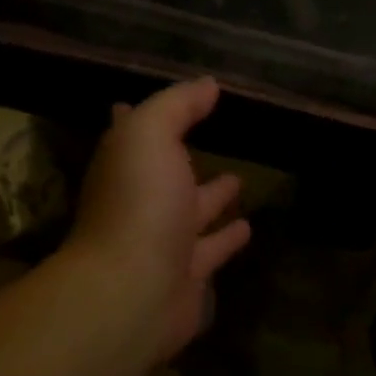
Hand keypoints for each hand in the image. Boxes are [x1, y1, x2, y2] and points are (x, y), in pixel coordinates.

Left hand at [64, 78, 251, 362]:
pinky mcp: (188, 276)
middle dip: (184, 159)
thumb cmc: (139, 204)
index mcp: (126, 167)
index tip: (149, 103)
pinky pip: (212, 251)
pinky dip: (227, 239)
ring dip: (212, 199)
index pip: (131, 134)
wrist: (134, 290)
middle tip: (212, 141)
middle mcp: (141, 203)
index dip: (140, 117)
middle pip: (165, 176)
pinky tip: (249, 228)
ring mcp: (163, 242)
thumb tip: (208, 84)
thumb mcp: (151, 136)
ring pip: (192, 215)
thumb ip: (178, 106)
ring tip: (240, 180)